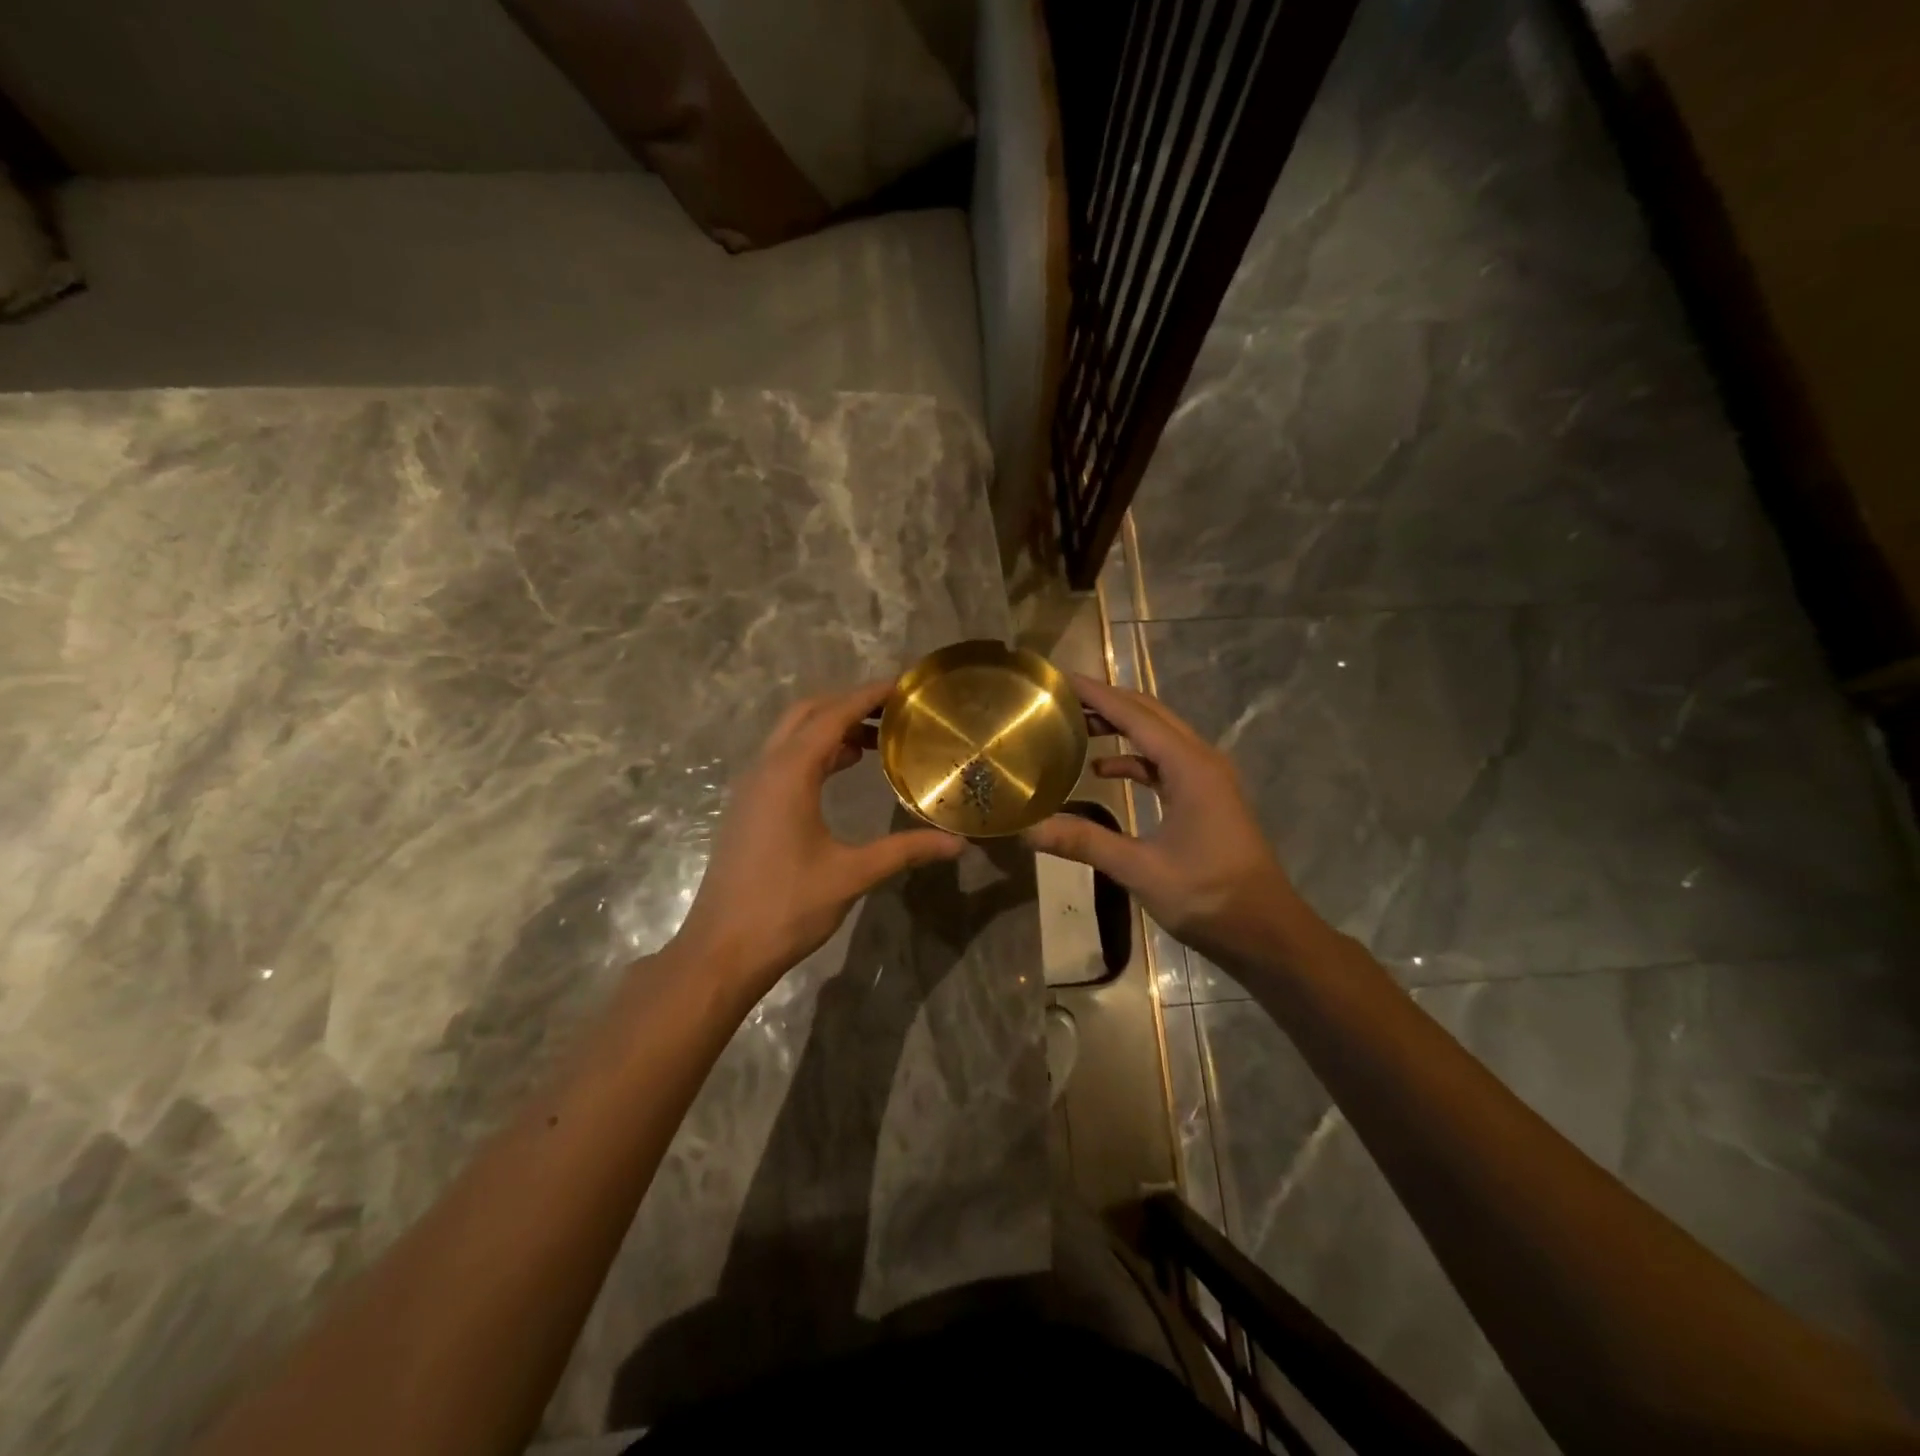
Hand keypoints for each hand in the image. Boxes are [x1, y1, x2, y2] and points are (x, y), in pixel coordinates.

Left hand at [671, 679, 965, 999]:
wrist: (722, 949)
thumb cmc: (787, 907)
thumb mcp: (852, 875)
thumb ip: (905, 851)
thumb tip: (958, 844)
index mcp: (789, 774)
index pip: (833, 715)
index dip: (868, 695)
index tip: (903, 685)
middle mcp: (766, 769)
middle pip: (807, 713)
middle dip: (848, 703)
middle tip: (893, 710)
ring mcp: (752, 788)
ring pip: (792, 735)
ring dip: (830, 727)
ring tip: (877, 738)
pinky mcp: (749, 807)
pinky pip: (784, 759)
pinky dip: (815, 750)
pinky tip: (842, 769)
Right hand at [1024, 674, 1302, 968]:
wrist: (1265, 931)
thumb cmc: (1207, 895)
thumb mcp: (1140, 869)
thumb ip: (1085, 842)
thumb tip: (1028, 829)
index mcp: (1189, 767)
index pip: (1135, 715)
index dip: (1097, 694)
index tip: (1060, 678)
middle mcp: (1201, 760)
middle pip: (1150, 714)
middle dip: (1107, 701)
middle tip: (1062, 697)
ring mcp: (1207, 778)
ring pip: (1159, 735)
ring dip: (1121, 726)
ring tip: (1077, 725)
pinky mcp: (1206, 797)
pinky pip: (1165, 762)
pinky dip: (1135, 758)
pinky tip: (1104, 770)